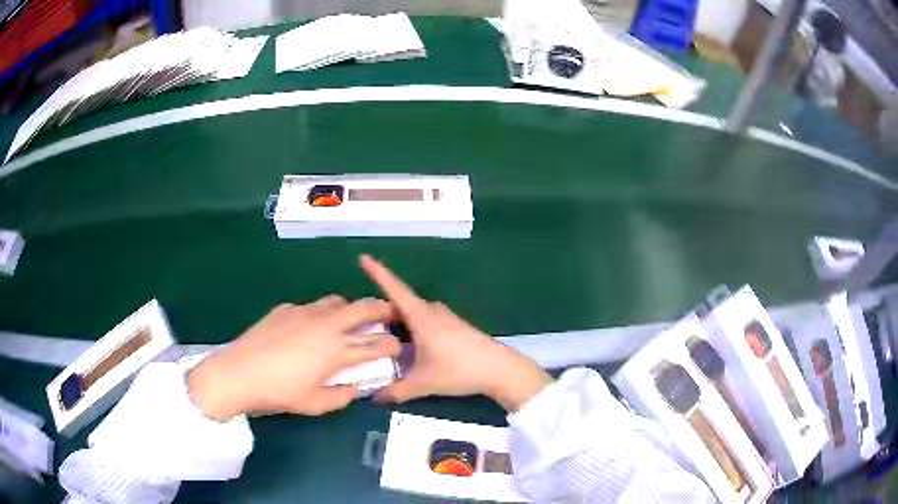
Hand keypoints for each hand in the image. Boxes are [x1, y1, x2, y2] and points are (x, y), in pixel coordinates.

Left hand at [187, 296, 400, 420]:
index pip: (377, 343)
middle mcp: (327, 325)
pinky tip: (305, 330)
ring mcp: (306, 312)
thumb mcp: (316, 404)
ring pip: (337, 301)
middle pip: (364, 308)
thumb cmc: (281, 392)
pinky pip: (310, 307)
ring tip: (344, 322)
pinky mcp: (287, 308)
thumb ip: (341, 396)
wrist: (241, 372)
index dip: (392, 344)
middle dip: (383, 309)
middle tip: (388, 314)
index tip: (396, 346)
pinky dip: (318, 315)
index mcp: (338, 351)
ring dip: (348, 310)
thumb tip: (354, 387)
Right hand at [360, 255, 552, 411]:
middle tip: (361, 324)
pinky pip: (425, 321)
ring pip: (414, 314)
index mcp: (421, 316)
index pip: (394, 289)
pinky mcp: (455, 327)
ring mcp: (445, 318)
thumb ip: (397, 391)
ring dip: (398, 322)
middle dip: (382, 311)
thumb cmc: (459, 370)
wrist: (499, 369)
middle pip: (401, 304)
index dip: (378, 273)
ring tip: (381, 338)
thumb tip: (374, 399)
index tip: (363, 257)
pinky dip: (412, 329)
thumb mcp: (424, 383)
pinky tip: (408, 347)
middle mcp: (432, 311)